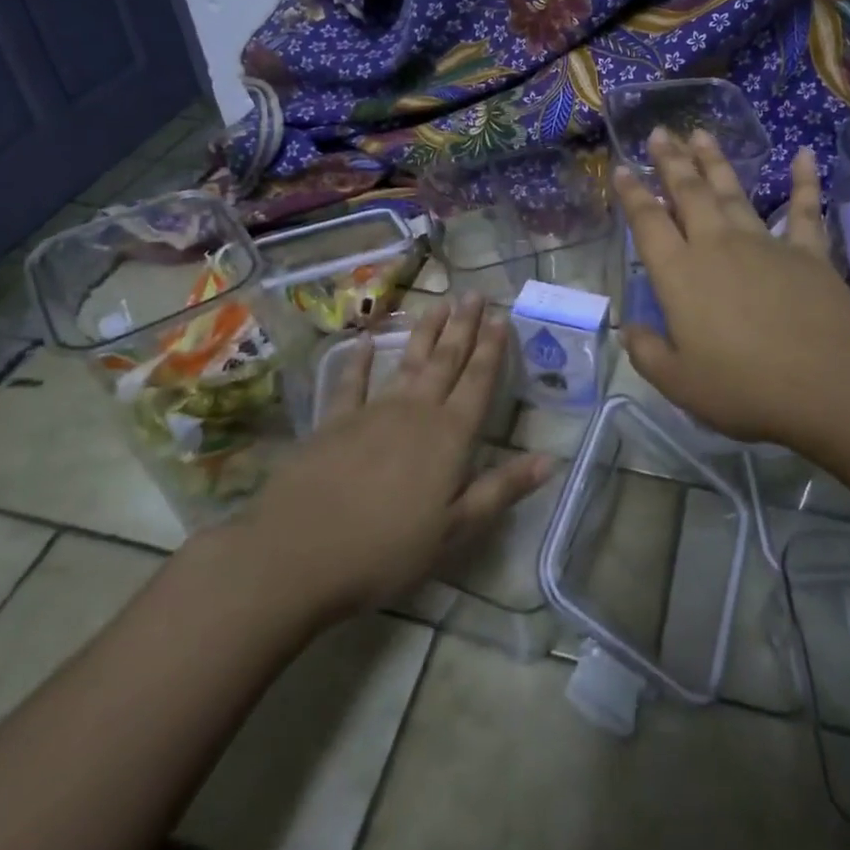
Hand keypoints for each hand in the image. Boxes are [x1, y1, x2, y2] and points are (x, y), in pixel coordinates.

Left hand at [230, 295, 550, 617]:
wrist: (299, 554)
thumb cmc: (387, 549)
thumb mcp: (456, 530)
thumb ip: (501, 490)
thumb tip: (550, 459)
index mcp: (449, 436)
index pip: (478, 382)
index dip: (492, 349)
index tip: (501, 316)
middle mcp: (415, 412)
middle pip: (446, 361)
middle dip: (463, 327)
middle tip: (474, 294)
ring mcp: (372, 412)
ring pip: (407, 362)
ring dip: (425, 333)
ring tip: (439, 304)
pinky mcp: (333, 423)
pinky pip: (351, 383)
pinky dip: (358, 361)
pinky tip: (362, 342)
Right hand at [617, 128, 849, 452]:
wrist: (828, 382)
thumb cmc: (746, 386)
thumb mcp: (680, 383)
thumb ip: (647, 352)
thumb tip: (629, 328)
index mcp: (680, 274)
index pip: (648, 223)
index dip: (632, 194)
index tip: (622, 168)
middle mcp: (717, 246)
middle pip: (688, 193)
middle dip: (671, 161)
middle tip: (660, 132)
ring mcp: (764, 244)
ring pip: (733, 192)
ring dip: (715, 161)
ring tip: (701, 134)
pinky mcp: (807, 252)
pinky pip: (805, 209)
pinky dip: (805, 181)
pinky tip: (805, 154)